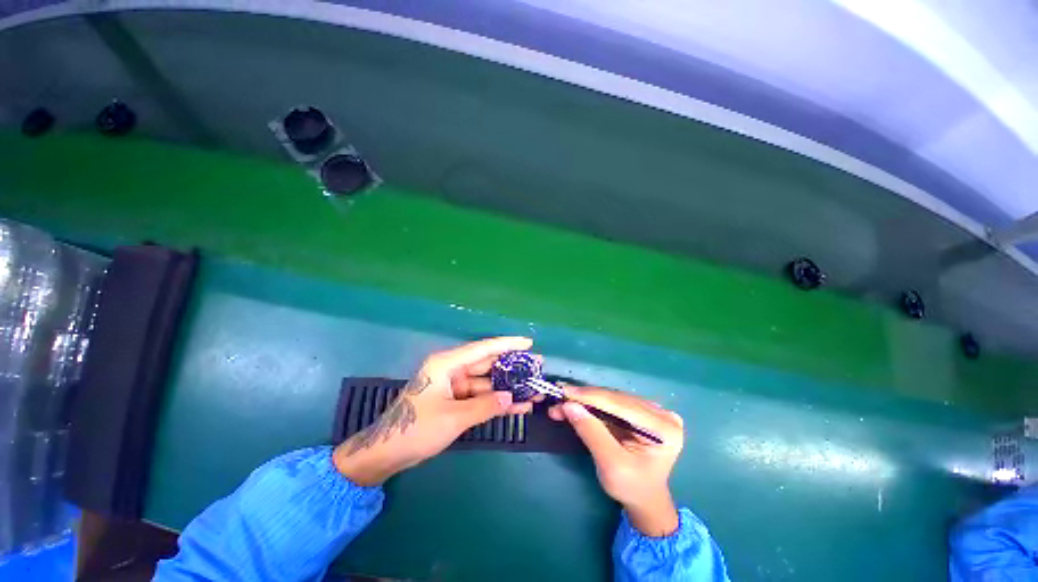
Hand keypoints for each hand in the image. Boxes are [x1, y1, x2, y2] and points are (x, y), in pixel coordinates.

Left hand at [333, 337, 534, 485]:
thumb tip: (512, 397)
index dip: (507, 344)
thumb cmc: (415, 430)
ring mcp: (454, 386)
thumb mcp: (453, 418)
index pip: (483, 349)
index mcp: (447, 364)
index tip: (528, 342)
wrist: (386, 454)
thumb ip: (485, 406)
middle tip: (537, 367)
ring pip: (487, 383)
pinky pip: (480, 397)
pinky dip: (496, 401)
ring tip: (533, 389)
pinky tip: (518, 405)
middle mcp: (452, 370)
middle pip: (488, 364)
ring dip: (508, 388)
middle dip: (512, 367)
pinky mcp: (455, 400)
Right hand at [549, 386, 684, 535]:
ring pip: (611, 398)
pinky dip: (592, 404)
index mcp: (663, 428)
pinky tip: (576, 404)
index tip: (563, 391)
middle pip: (615, 398)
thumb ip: (591, 432)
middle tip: (558, 397)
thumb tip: (569, 405)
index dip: (590, 396)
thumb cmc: (631, 488)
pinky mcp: (642, 411)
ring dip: (585, 400)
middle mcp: (661, 413)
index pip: (621, 404)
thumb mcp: (610, 465)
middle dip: (584, 399)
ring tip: (563, 403)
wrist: (644, 499)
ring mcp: (653, 410)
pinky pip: (612, 402)